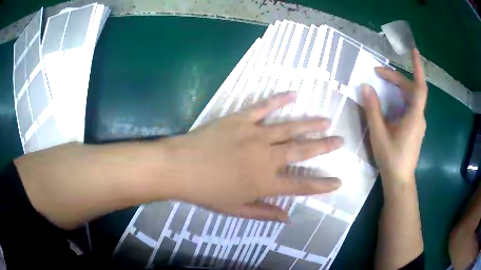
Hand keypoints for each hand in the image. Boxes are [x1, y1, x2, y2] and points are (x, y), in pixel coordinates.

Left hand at [165, 92, 342, 220]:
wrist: (179, 168)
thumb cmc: (206, 192)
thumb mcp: (235, 209)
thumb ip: (264, 212)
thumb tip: (288, 218)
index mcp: (265, 182)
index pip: (302, 185)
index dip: (322, 184)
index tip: (338, 181)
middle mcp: (266, 157)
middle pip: (303, 151)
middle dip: (325, 146)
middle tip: (340, 140)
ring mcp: (254, 135)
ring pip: (290, 127)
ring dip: (311, 123)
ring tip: (327, 120)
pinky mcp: (240, 119)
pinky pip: (263, 107)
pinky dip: (279, 99)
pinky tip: (293, 94)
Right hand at [362, 48, 426, 183]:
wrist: (400, 180)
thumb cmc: (391, 159)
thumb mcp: (379, 134)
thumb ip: (372, 110)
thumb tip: (365, 87)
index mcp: (414, 116)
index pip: (420, 87)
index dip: (417, 68)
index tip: (413, 51)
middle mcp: (419, 116)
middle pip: (411, 89)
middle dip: (395, 78)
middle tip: (377, 73)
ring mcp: (418, 123)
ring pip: (410, 98)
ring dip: (397, 87)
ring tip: (381, 82)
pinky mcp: (414, 127)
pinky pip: (408, 106)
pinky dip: (399, 98)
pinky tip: (389, 102)